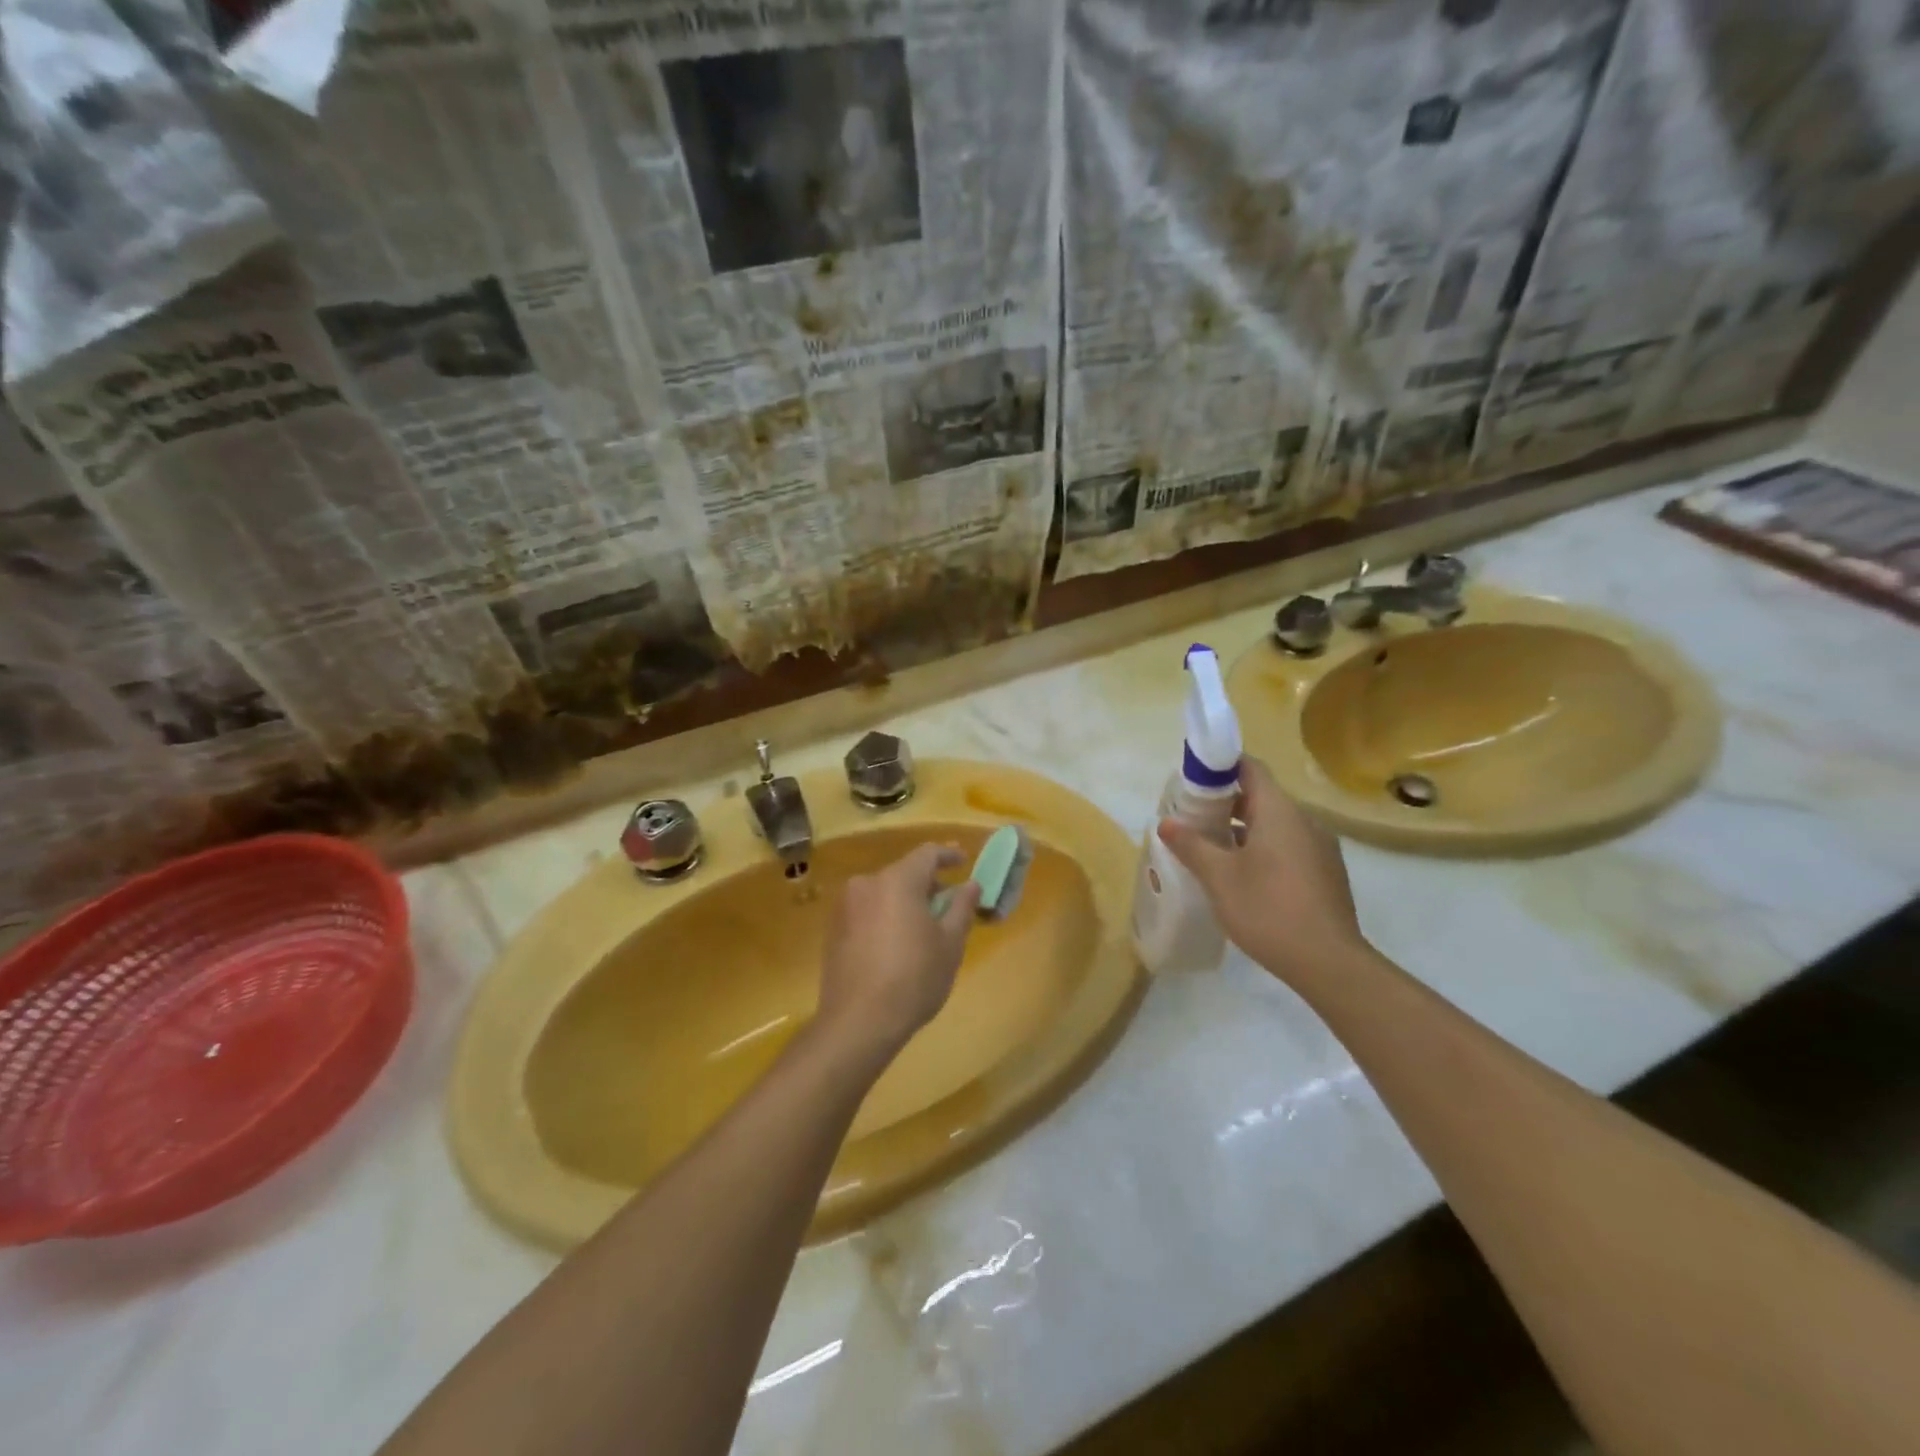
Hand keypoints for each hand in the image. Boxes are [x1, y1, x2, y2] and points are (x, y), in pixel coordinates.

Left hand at [816, 844, 980, 1062]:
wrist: (858, 1022)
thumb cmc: (913, 979)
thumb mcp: (949, 944)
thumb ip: (961, 907)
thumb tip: (970, 884)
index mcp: (897, 880)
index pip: (927, 854)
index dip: (948, 855)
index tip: (964, 861)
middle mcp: (867, 883)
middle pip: (904, 872)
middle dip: (927, 884)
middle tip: (948, 905)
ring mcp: (845, 906)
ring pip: (884, 892)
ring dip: (905, 901)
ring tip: (923, 928)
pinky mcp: (833, 929)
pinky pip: (867, 910)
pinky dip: (885, 916)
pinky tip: (896, 944)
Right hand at [1157, 756, 1366, 986]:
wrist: (1329, 963)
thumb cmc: (1268, 910)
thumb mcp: (1219, 877)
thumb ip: (1191, 845)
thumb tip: (1166, 822)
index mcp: (1280, 812)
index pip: (1250, 768)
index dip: (1220, 767)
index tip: (1192, 780)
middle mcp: (1305, 821)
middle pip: (1261, 796)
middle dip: (1225, 802)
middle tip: (1192, 818)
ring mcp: (1320, 848)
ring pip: (1275, 824)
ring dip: (1243, 828)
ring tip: (1211, 848)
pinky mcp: (1326, 873)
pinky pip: (1288, 846)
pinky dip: (1263, 848)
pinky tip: (1243, 875)